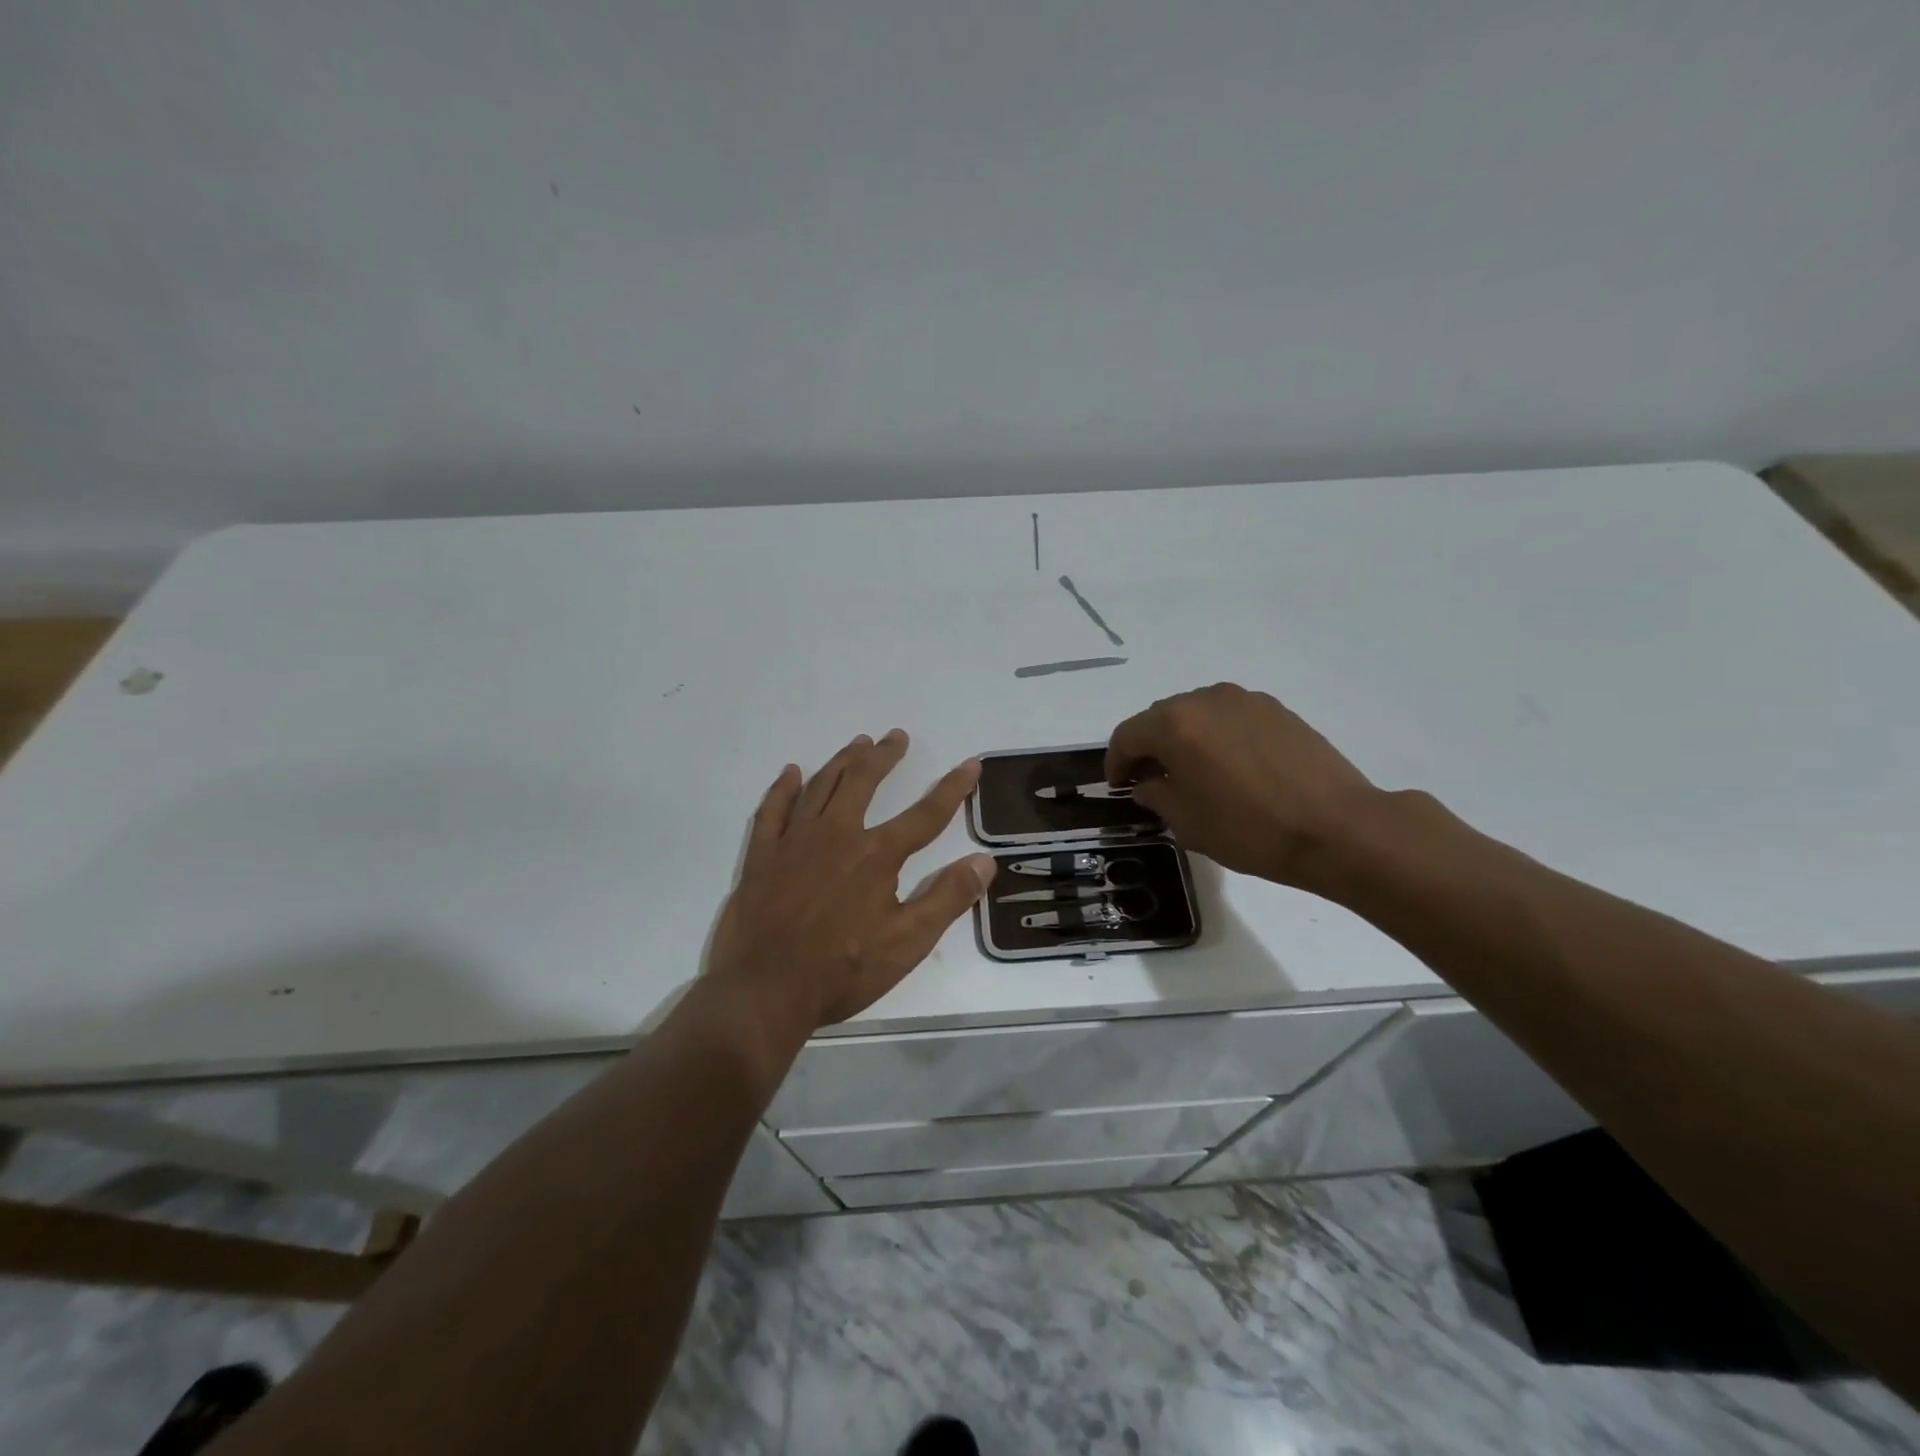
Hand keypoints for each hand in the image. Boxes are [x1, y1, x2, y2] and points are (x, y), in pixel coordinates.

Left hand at [707, 729, 995, 1041]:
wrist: (765, 990)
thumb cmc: (842, 970)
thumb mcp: (907, 943)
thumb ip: (947, 898)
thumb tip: (986, 861)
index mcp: (876, 855)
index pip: (925, 815)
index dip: (952, 788)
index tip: (971, 764)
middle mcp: (836, 835)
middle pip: (864, 783)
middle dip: (884, 757)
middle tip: (896, 736)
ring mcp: (794, 842)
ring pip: (821, 786)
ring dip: (842, 761)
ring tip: (858, 743)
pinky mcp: (762, 856)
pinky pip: (773, 810)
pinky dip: (783, 788)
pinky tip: (792, 773)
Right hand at [1105, 683, 1384, 892]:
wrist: (1338, 828)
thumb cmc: (1251, 830)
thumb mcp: (1188, 823)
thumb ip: (1156, 795)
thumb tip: (1149, 782)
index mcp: (1176, 724)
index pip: (1128, 735)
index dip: (1116, 762)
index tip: (1118, 786)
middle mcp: (1206, 700)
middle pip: (1160, 718)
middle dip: (1149, 747)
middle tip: (1151, 780)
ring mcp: (1245, 700)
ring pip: (1196, 714)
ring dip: (1184, 739)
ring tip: (1192, 773)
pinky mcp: (1276, 710)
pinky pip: (1229, 717)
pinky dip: (1216, 736)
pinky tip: (1229, 767)